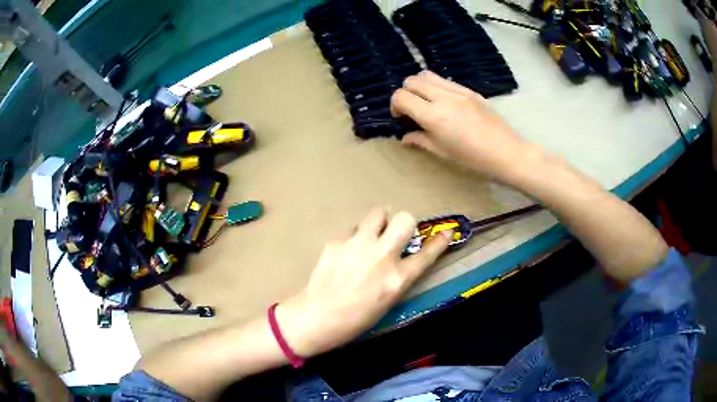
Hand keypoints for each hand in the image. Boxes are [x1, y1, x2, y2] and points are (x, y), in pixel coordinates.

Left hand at [277, 208, 450, 357]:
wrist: (317, 316)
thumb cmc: (356, 319)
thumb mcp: (388, 302)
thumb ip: (399, 277)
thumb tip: (401, 258)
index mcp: (397, 279)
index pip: (427, 253)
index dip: (439, 242)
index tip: (446, 232)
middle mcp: (382, 256)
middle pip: (405, 219)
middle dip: (404, 224)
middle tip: (395, 236)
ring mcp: (358, 245)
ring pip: (378, 212)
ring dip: (379, 223)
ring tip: (371, 236)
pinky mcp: (337, 240)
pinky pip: (353, 228)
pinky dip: (355, 236)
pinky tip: (347, 251)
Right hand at [391, 71, 528, 180]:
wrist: (507, 153)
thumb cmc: (474, 159)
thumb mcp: (443, 153)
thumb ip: (420, 140)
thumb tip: (405, 136)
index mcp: (434, 116)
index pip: (401, 97)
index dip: (395, 105)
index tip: (400, 117)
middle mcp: (443, 97)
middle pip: (412, 81)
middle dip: (405, 93)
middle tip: (412, 109)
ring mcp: (458, 91)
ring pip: (427, 75)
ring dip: (420, 86)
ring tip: (426, 102)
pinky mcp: (470, 90)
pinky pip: (445, 80)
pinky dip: (437, 86)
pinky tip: (444, 102)